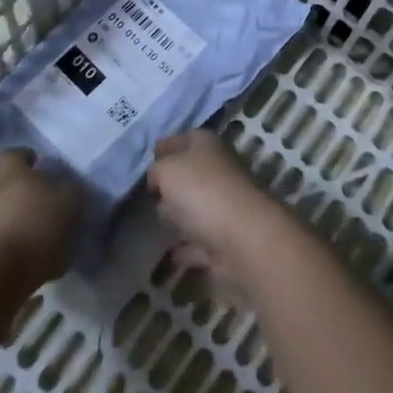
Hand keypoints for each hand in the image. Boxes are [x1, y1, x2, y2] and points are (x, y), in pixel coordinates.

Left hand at [0, 151, 80, 287]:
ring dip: (19, 225)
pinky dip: (13, 251)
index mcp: (11, 171)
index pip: (16, 154)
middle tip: (49, 208)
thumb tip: (67, 189)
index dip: (30, 160)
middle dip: (26, 196)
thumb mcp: (69, 202)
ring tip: (44, 242)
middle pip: (8, 187)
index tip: (44, 168)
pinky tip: (31, 264)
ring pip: (2, 217)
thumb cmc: (35, 225)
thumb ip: (70, 191)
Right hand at [147, 132, 291, 294]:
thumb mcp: (166, 170)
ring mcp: (224, 207)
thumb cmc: (201, 191)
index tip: (150, 156)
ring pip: (195, 208)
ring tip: (158, 223)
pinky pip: (199, 243)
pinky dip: (188, 249)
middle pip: (190, 174)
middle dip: (171, 184)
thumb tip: (157, 180)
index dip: (167, 145)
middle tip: (152, 193)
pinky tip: (172, 254)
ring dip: (180, 216)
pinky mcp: (225, 241)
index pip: (185, 138)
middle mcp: (218, 172)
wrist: (242, 237)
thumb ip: (156, 171)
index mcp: (207, 146)